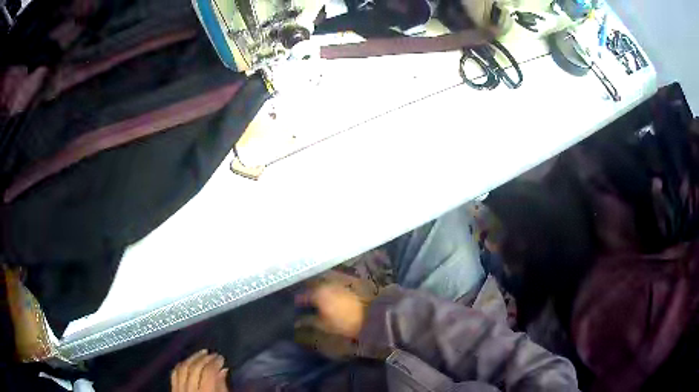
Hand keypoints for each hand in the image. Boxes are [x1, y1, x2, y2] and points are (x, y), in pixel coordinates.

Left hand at [171, 350, 228, 391]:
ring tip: (201, 354)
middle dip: (204, 358)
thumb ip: (222, 387)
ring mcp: (179, 390)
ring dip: (192, 358)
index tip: (221, 358)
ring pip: (182, 368)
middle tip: (213, 354)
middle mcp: (190, 390)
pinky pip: (175, 374)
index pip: (208, 372)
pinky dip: (181, 365)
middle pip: (194, 368)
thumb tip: (223, 370)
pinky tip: (187, 362)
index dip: (215, 362)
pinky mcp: (173, 391)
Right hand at [297, 281, 366, 338]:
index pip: (303, 295)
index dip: (298, 300)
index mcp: (318, 293)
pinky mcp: (348, 283)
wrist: (370, 317)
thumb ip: (308, 321)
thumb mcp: (323, 325)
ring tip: (317, 296)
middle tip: (305, 299)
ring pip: (323, 282)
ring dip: (318, 287)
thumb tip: (296, 322)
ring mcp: (338, 282)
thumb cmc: (343, 323)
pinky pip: (334, 283)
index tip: (296, 304)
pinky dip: (329, 287)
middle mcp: (326, 284)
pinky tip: (330, 295)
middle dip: (308, 291)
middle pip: (312, 285)